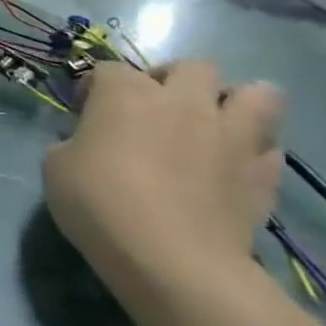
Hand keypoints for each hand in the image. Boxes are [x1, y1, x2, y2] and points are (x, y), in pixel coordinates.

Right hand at [43, 62, 284, 304]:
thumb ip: (77, 142)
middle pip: (193, 67)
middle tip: (155, 109)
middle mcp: (183, 101)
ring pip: (258, 93)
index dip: (94, 88)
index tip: (85, 112)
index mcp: (125, 93)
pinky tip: (233, 167)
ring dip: (235, 102)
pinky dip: (253, 151)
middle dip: (174, 80)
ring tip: (213, 125)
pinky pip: (269, 147)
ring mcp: (232, 135)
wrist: (171, 258)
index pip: (108, 69)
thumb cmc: (98, 202)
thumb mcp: (56, 165)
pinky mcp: (264, 173)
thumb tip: (92, 143)